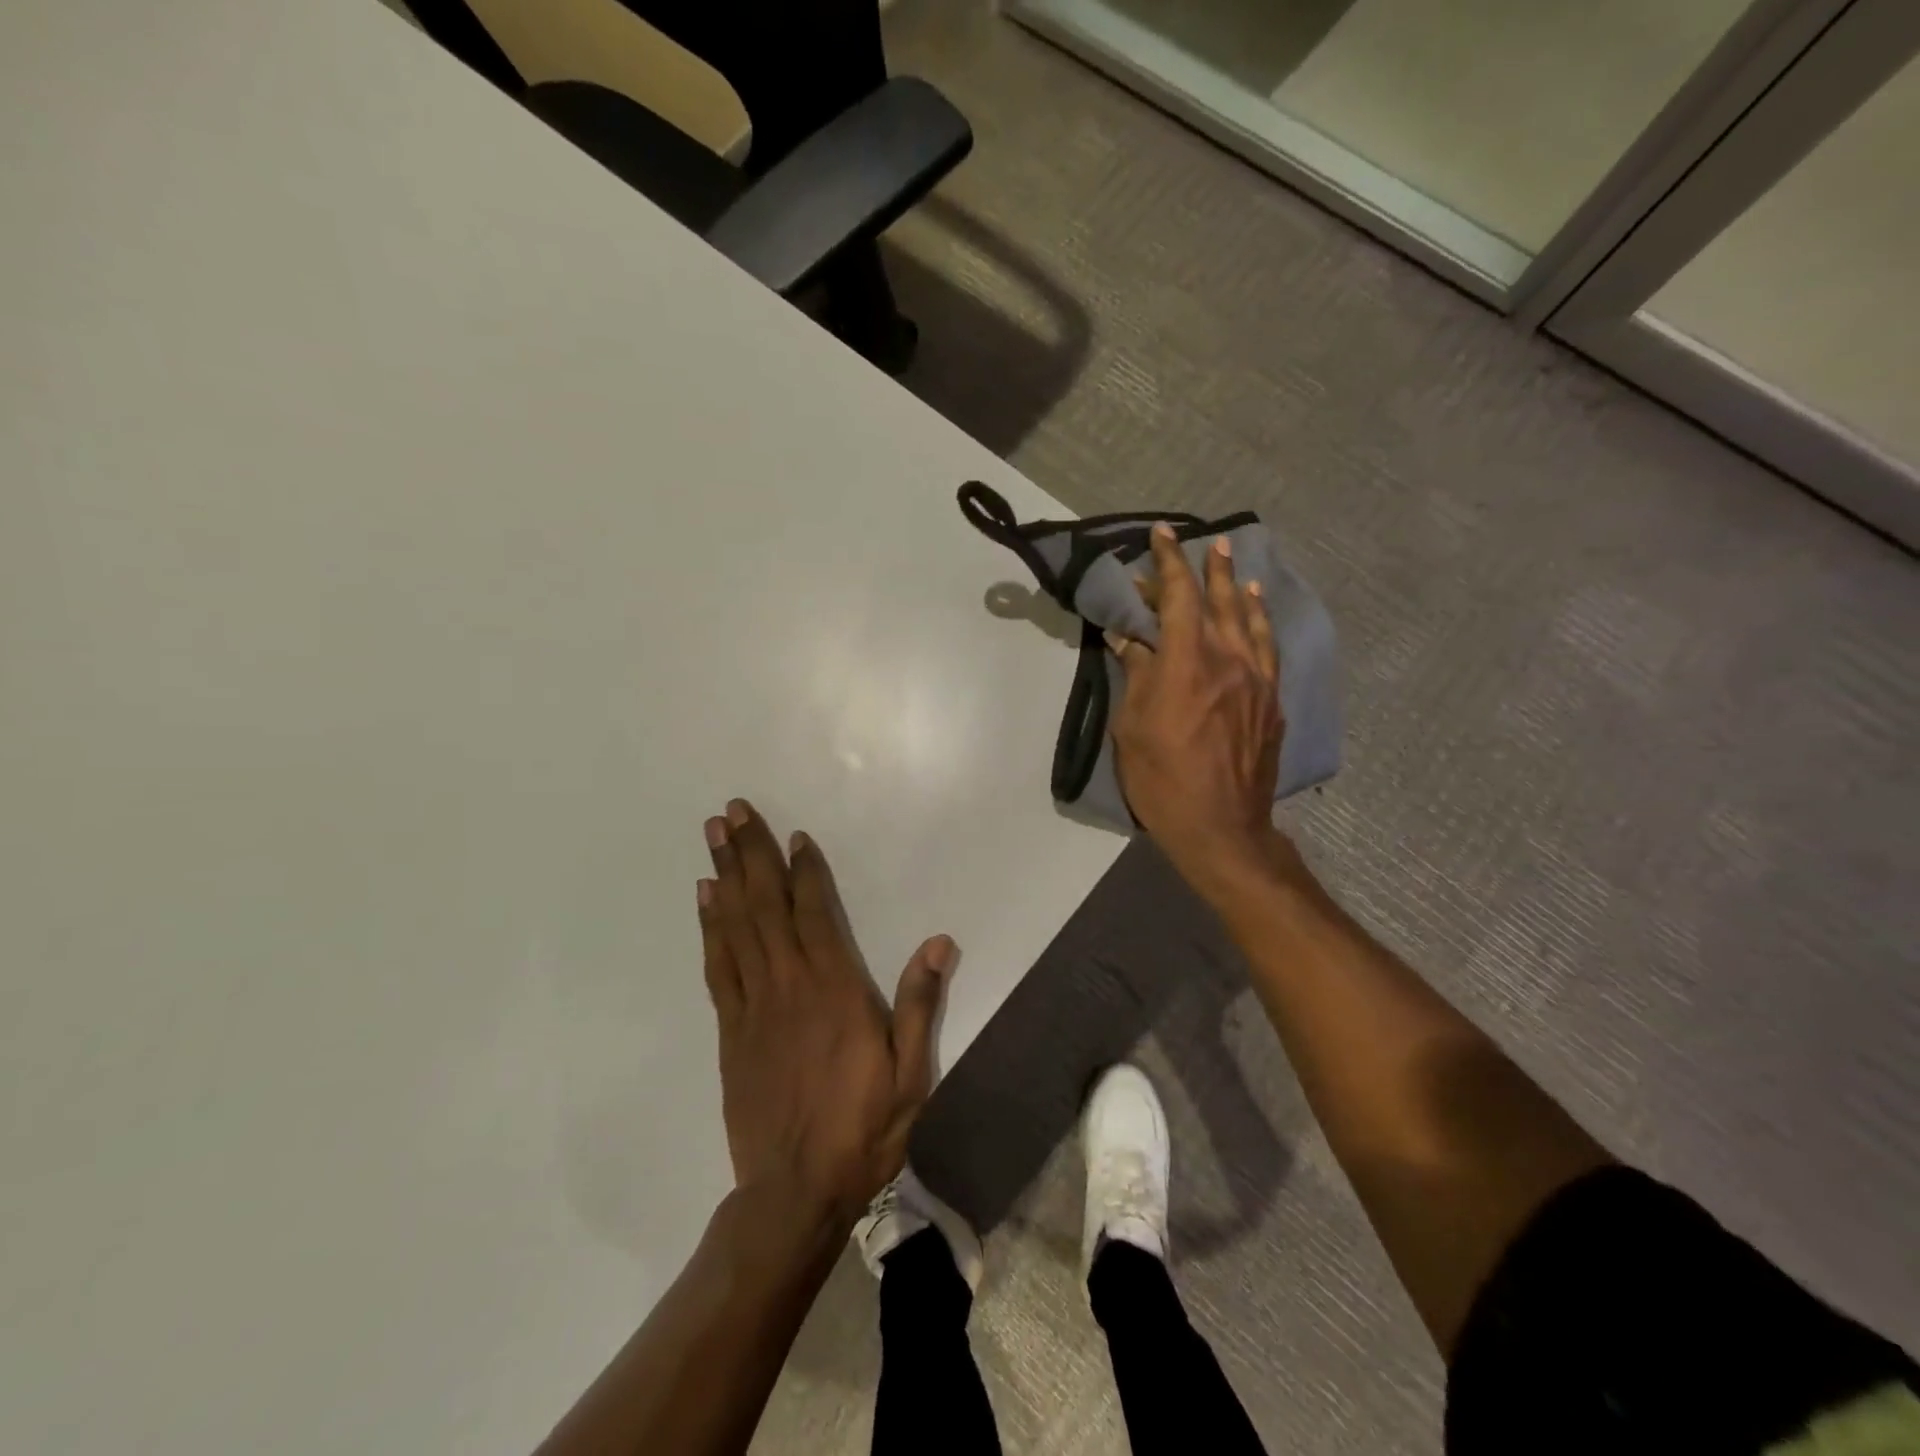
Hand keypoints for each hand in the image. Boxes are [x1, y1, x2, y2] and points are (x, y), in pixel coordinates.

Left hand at [697, 800, 955, 1226]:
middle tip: (731, 810)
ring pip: (736, 925)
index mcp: (835, 988)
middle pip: (766, 905)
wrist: (793, 1192)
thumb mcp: (910, 1073)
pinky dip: (710, 927)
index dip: (804, 870)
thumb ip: (920, 1003)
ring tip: (712, 836)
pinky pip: (717, 965)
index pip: (815, 912)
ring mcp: (753, 1005)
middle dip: (750, 853)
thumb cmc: (862, 1129)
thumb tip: (941, 941)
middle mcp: (789, 984)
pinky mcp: (730, 1030)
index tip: (794, 834)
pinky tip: (705, 900)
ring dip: (725, 876)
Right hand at [1108, 525, 1285, 890]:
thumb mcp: (1132, 727)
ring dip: (1238, 589)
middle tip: (1205, 544)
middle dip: (1208, 569)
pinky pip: (1268, 648)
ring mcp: (1256, 680)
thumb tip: (1129, 638)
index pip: (1179, 596)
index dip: (1169, 562)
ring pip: (1250, 620)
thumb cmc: (1162, 779)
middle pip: (1219, 601)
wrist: (1221, 826)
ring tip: (1234, 568)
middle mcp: (1228, 659)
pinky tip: (1256, 613)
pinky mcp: (1271, 702)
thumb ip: (1136, 675)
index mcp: (1187, 662)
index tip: (1162, 535)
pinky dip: (1260, 623)